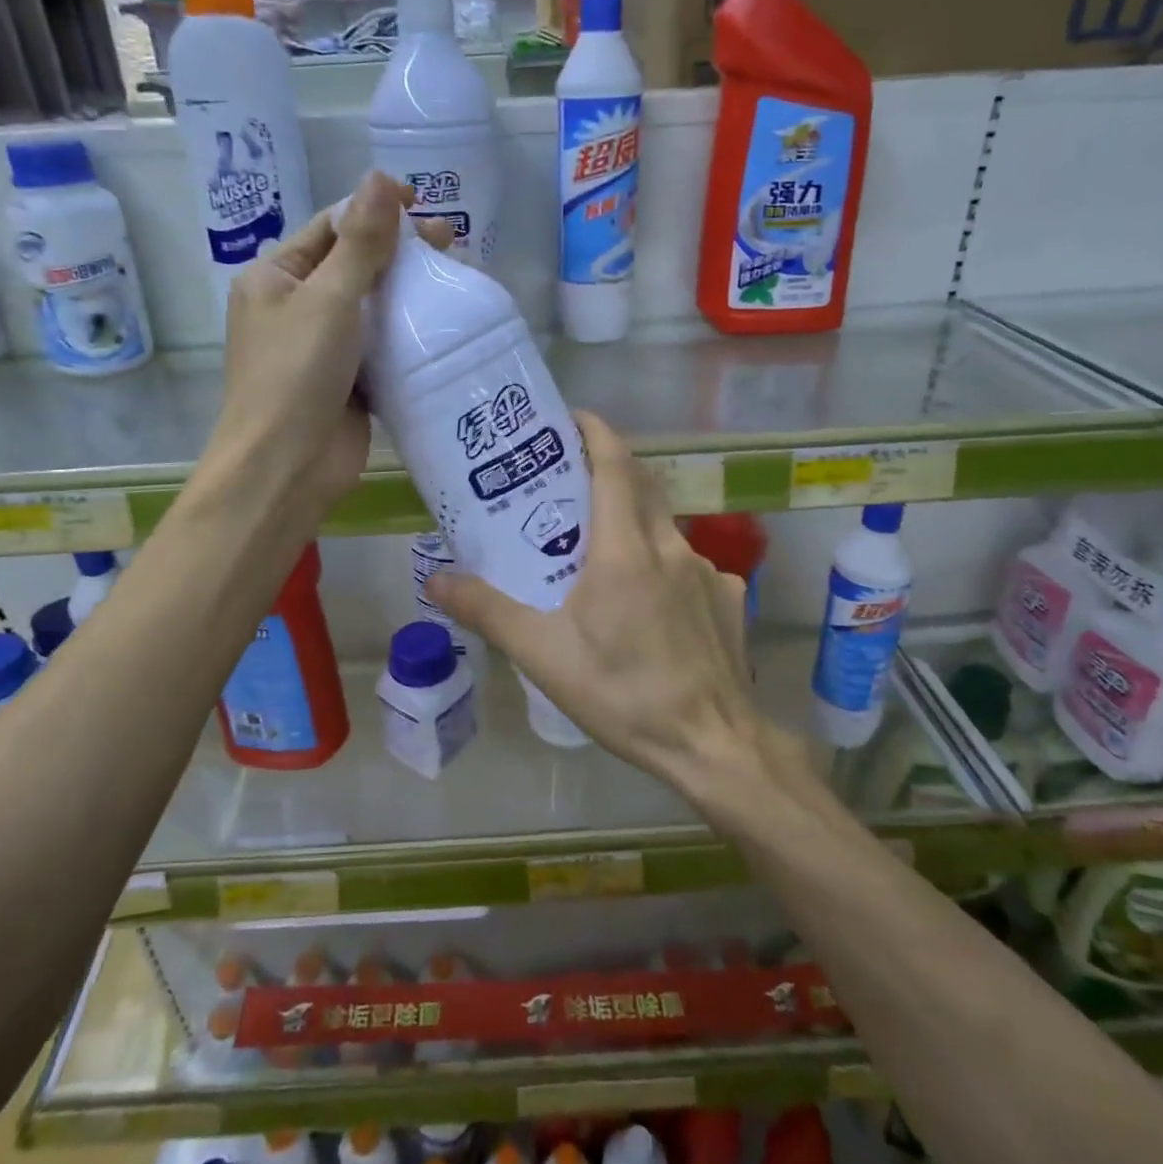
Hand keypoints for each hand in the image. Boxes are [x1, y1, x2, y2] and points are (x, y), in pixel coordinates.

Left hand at [207, 171, 445, 522]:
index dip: (373, 211)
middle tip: (451, 241)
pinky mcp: (350, 383)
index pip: (330, 228)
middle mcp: (296, 308)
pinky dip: (408, 336)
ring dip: (408, 294)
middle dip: (398, 253)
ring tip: (456, 278)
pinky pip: (382, 348)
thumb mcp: (328, 299)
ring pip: (372, 309)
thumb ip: (360, 243)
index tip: (421, 201)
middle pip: (354, 266)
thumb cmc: (296, 374)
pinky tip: (444, 324)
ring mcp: (324, 348)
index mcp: (275, 278)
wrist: (287, 468)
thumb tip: (380, 178)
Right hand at [426, 412, 763, 788]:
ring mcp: (707, 571)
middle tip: (569, 479)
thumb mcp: (542, 654)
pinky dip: (663, 565)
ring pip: (664, 527)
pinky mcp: (727, 598)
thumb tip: (435, 577)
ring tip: (600, 548)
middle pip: (641, 486)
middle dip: (608, 469)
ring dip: (633, 521)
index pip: (615, 465)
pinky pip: (689, 565)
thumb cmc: (623, 693)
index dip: (594, 431)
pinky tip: (649, 602)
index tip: (569, 419)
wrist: (713, 744)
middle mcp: (670, 547)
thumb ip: (487, 610)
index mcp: (625, 549)